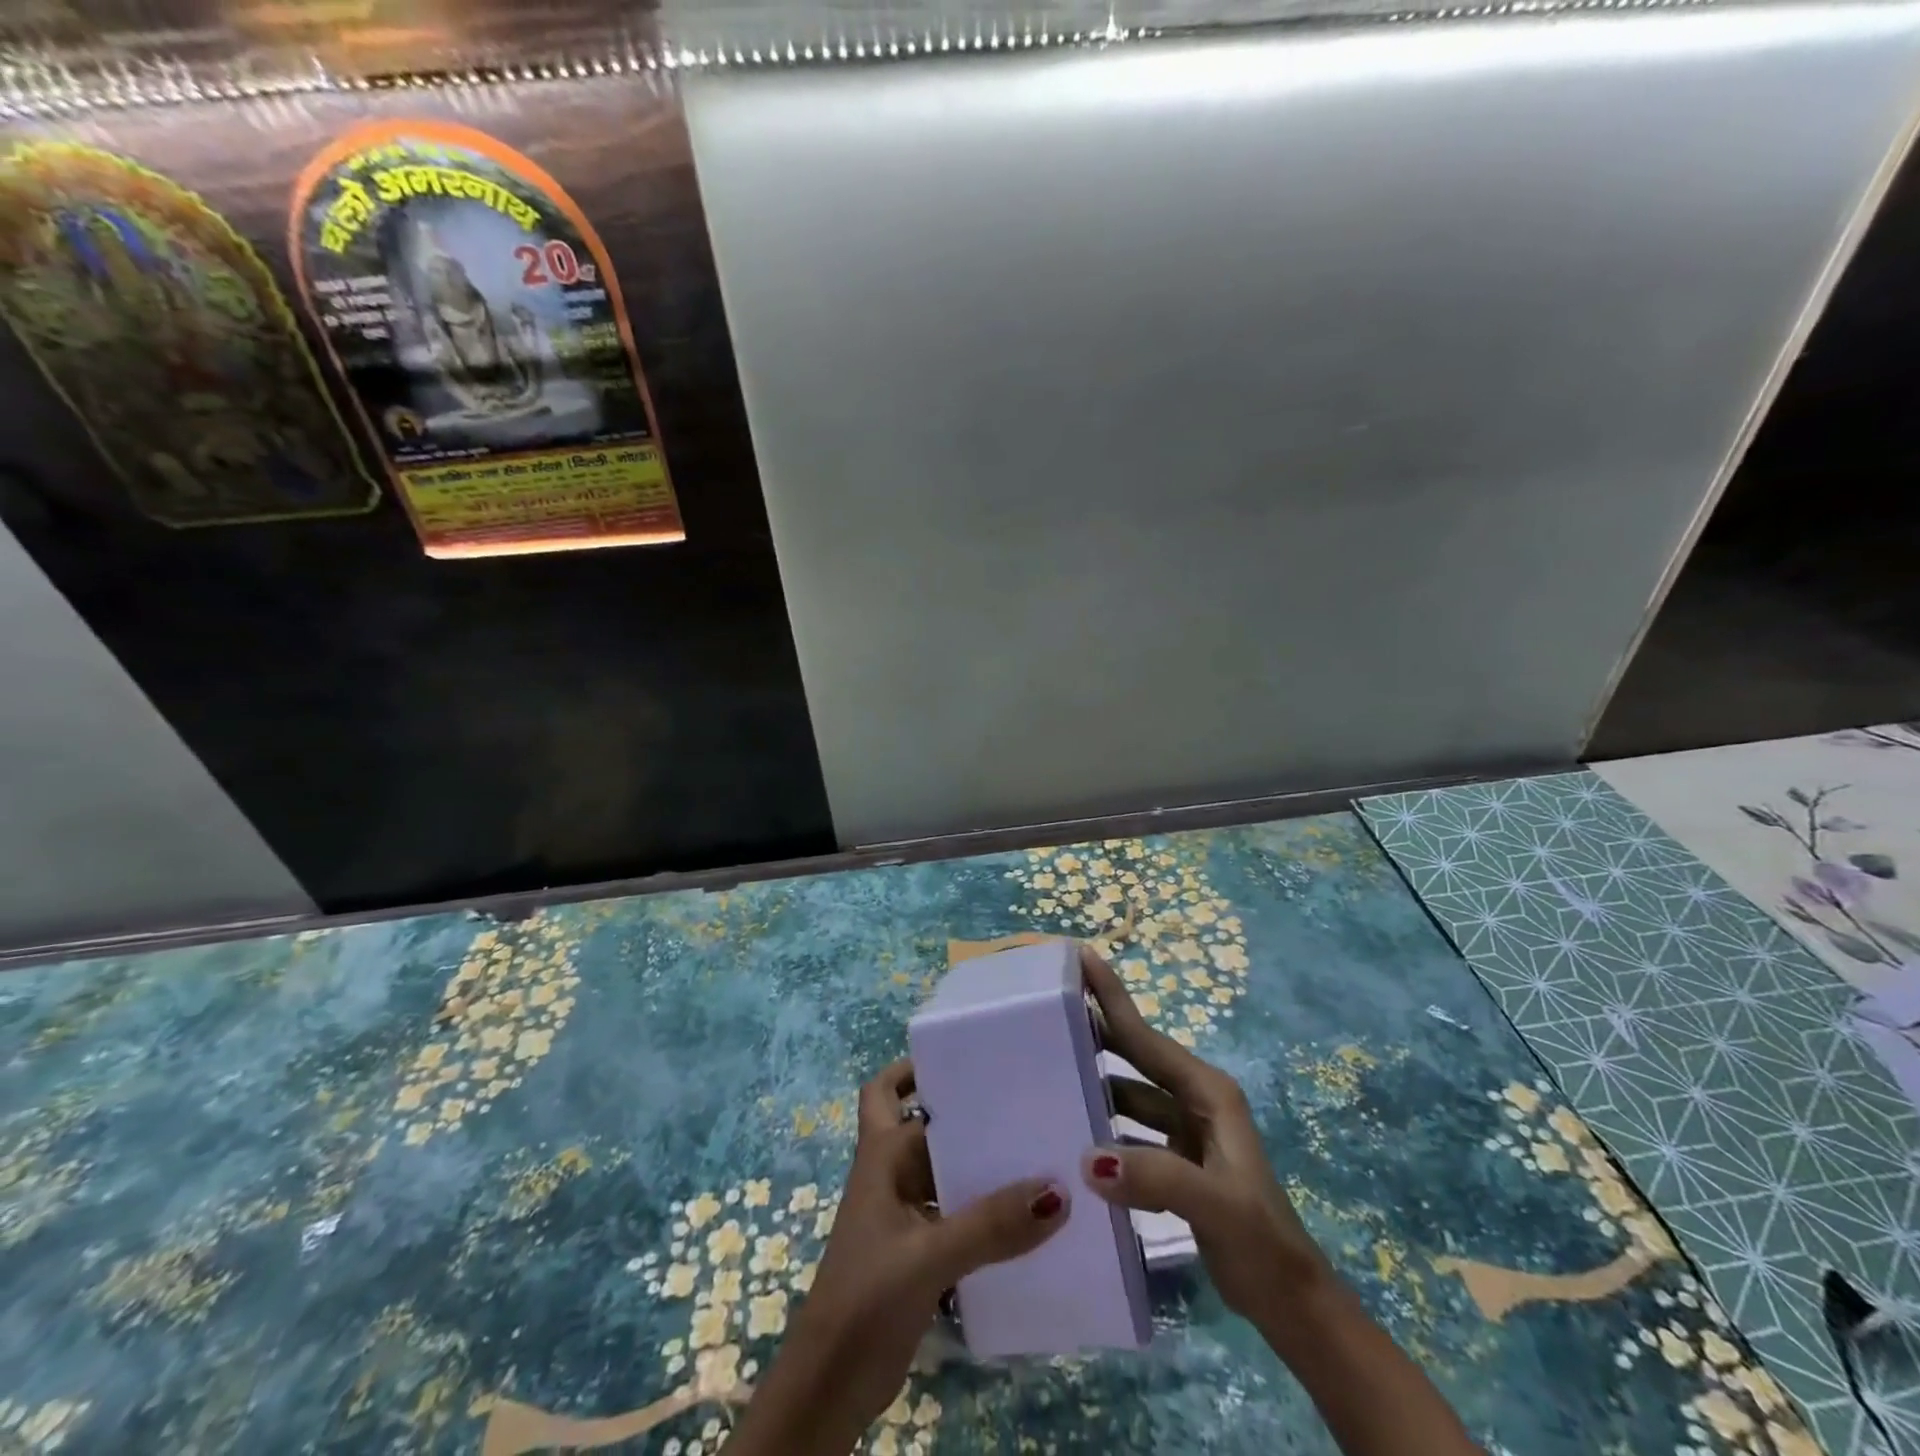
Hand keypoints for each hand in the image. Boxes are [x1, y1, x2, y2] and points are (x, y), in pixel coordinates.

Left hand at [730, 1059, 1069, 1455]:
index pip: (895, 1090)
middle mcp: (891, 1174)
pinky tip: (1023, 1216)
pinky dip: (982, 1208)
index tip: (972, 1055)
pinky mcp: (918, 1251)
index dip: (922, 1068)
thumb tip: (1058, 1188)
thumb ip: (991, 1225)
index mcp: (881, 1155)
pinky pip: (955, 1212)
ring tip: (1035, 1149)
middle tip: (1017, 1100)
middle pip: (925, 1125)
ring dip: (977, 1162)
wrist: (829, 1387)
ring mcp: (903, 1214)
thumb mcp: (929, 1256)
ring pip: (943, 1170)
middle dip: (963, 1112)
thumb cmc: (865, 1299)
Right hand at [1076, 945, 1330, 1325]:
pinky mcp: (1176, 1161)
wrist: (1291, 1304)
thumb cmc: (1261, 1243)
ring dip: (1095, 1078)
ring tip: (1047, 1065)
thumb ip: (1157, 1177)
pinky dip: (1103, 1124)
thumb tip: (1087, 1157)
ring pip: (1129, 1092)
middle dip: (1097, 1027)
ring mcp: (1185, 1131)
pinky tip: (1072, 1132)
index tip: (1081, 956)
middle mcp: (1195, 1100)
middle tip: (1048, 1005)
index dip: (1112, 996)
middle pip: (1136, 1054)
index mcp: (1207, 1092)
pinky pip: (1129, 1128)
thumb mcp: (1216, 1205)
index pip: (1146, 1037)